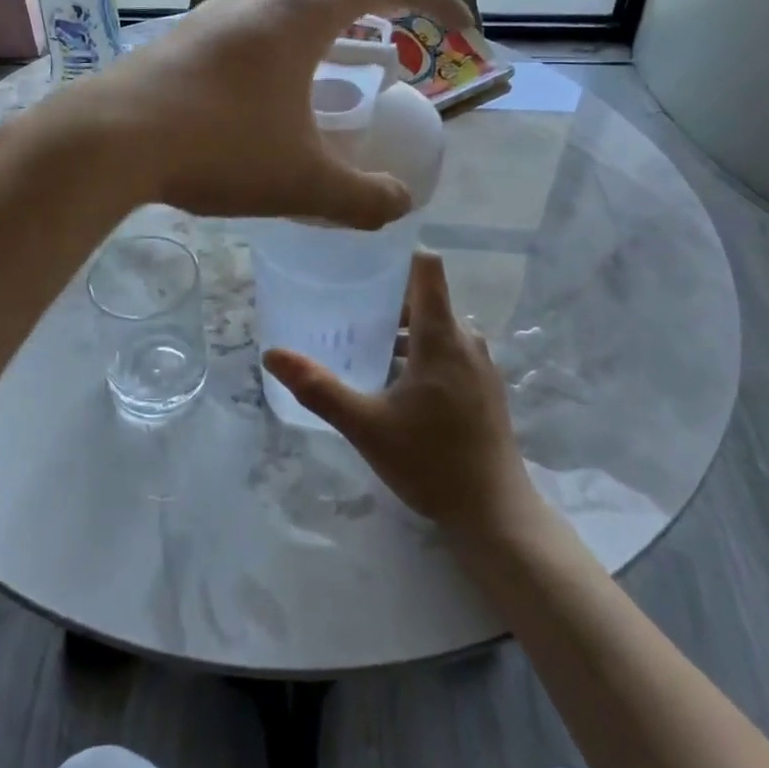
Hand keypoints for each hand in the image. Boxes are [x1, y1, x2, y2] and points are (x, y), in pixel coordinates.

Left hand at [75, 0, 472, 228]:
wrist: (108, 140)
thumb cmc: (215, 148)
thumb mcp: (302, 181)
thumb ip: (362, 197)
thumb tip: (399, 205)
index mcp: (303, 11)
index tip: (461, 30)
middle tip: (401, 12)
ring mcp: (219, 8)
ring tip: (346, 45)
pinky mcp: (189, 33)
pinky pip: (253, 9)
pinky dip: (286, 24)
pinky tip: (280, 74)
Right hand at [264, 251, 535, 537]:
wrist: (495, 514)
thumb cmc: (430, 461)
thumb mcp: (365, 425)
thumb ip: (318, 388)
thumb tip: (272, 354)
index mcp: (441, 337)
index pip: (427, 268)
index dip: (398, 253)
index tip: (362, 256)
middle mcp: (467, 341)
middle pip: (427, 298)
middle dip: (388, 297)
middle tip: (346, 304)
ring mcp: (481, 365)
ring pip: (438, 327)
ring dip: (403, 328)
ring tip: (363, 342)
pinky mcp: (485, 388)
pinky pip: (450, 350)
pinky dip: (421, 350)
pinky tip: (394, 380)